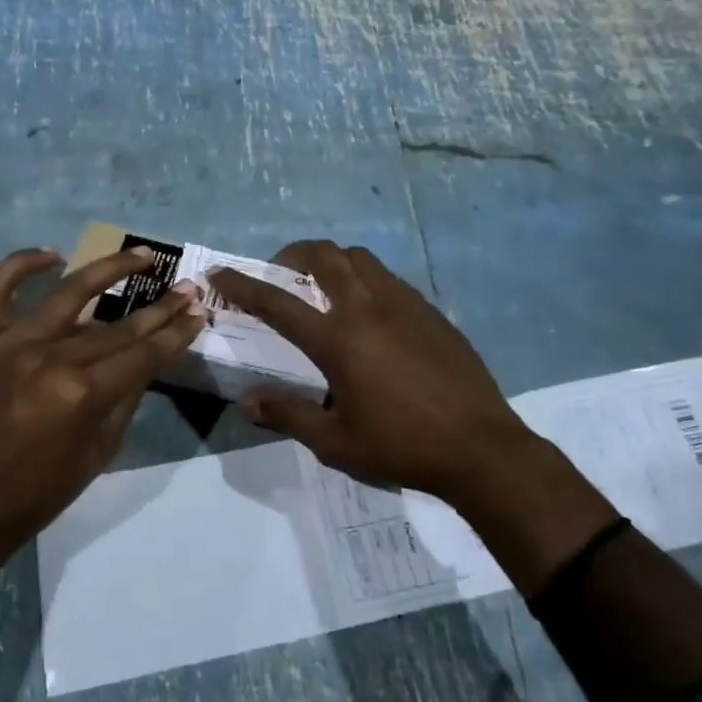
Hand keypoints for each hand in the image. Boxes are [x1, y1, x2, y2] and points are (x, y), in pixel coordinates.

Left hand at [0, 246, 205, 564]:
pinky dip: (20, 265)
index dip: (176, 333)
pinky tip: (51, 254)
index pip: (143, 354)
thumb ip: (127, 397)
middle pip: (117, 327)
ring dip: (109, 269)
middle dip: (160, 308)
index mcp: (82, 395)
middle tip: (187, 287)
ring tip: (141, 255)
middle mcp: (50, 360)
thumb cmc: (42, 489)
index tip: (200, 311)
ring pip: (68, 293)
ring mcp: (12, 345)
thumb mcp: (102, 450)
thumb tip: (149, 357)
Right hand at [206, 241, 531, 505]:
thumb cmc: (402, 447)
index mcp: (338, 340)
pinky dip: (365, 279)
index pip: (278, 303)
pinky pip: (389, 278)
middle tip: (281, 272)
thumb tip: (248, 403)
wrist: (480, 448)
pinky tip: (368, 311)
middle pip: (324, 256)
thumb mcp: (336, 443)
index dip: (243, 285)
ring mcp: (404, 304)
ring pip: (360, 258)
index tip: (221, 273)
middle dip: (293, 254)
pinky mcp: (430, 311)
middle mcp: (367, 309)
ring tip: (324, 285)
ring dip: (332, 261)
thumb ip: (289, 415)